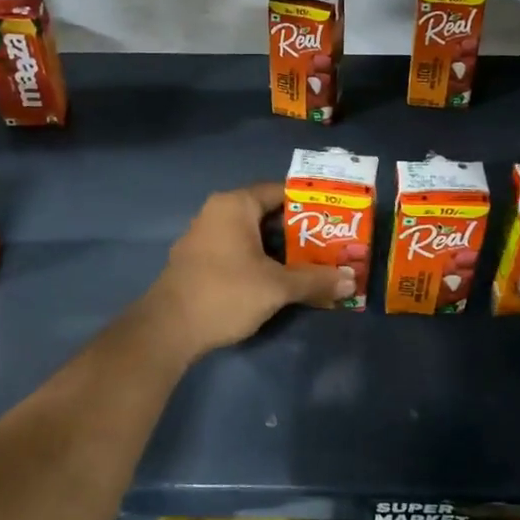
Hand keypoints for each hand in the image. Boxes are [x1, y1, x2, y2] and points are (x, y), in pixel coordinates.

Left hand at [143, 183, 351, 357]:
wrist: (168, 329)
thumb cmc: (225, 293)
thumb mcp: (277, 287)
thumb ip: (315, 280)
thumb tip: (351, 280)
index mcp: (235, 205)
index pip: (279, 191)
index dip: (309, 203)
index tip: (335, 217)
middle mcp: (216, 212)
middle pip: (266, 214)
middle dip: (298, 231)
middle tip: (329, 245)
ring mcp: (203, 237)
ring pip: (251, 235)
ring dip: (279, 249)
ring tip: (311, 264)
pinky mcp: (197, 261)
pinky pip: (236, 251)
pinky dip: (258, 260)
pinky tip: (278, 280)